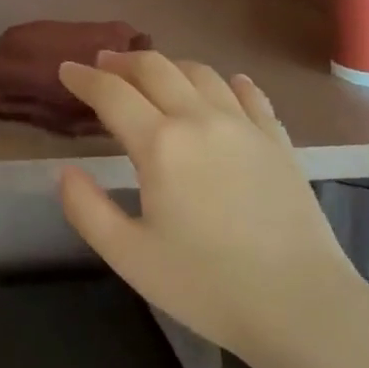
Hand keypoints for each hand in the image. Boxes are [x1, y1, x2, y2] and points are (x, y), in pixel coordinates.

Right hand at [56, 52, 357, 366]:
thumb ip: (87, 209)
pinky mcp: (277, 140)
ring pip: (200, 72)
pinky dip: (227, 82)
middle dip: (122, 61)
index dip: (83, 78)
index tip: (66, 69)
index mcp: (159, 143)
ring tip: (154, 75)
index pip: (111, 93)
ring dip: (168, 65)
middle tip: (103, 64)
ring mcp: (243, 125)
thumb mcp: (129, 256)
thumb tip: (66, 171)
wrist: (302, 305)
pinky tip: (225, 85)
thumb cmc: (207, 285)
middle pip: (155, 68)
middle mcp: (199, 119)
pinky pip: (248, 94)